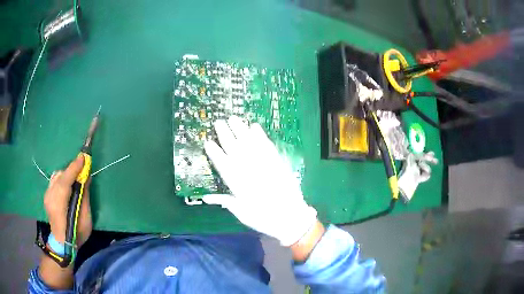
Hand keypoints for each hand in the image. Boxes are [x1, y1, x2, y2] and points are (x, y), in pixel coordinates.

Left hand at [43, 155, 91, 247]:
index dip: (74, 167)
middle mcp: (50, 196)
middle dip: (72, 170)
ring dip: (66, 175)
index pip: (65, 180)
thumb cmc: (76, 235)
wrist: (62, 245)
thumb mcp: (85, 219)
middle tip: (82, 171)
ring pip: (56, 176)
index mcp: (59, 204)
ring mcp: (47, 195)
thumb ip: (84, 197)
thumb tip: (86, 178)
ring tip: (74, 180)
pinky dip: (61, 179)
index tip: (84, 157)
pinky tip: (67, 186)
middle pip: (60, 175)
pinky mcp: (46, 195)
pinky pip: (54, 180)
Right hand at [202, 116, 316, 245]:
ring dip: (241, 130)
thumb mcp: (242, 213)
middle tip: (219, 122)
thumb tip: (207, 198)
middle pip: (235, 149)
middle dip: (225, 135)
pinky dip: (260, 136)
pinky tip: (254, 127)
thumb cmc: (264, 218)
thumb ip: (226, 201)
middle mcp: (249, 170)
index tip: (207, 142)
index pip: (223, 164)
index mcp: (238, 184)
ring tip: (233, 119)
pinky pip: (267, 146)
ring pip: (250, 144)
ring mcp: (264, 164)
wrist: (290, 217)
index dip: (214, 153)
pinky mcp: (277, 162)